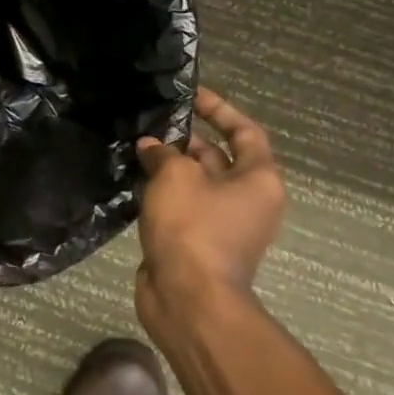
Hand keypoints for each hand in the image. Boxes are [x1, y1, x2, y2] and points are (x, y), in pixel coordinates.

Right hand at [134, 88, 285, 332]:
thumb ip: (163, 152)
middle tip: (151, 123)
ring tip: (136, 147)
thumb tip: (151, 147)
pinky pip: (182, 206)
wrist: (189, 299)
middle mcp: (247, 200)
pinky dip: (162, 192)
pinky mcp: (197, 242)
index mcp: (259, 180)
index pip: (245, 131)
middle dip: (186, 139)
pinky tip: (134, 179)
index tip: (190, 95)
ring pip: (196, 183)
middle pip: (219, 157)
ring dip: (169, 165)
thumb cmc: (193, 228)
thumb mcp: (176, 176)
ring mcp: (223, 224)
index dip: (219, 109)